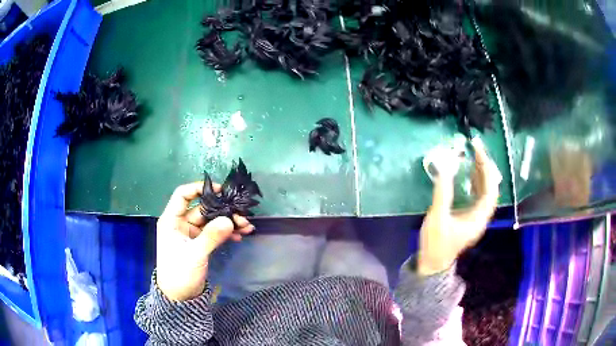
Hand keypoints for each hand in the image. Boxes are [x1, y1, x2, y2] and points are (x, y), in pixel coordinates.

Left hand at [156, 182, 254, 300]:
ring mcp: (192, 234)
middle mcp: (181, 223)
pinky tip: (240, 235)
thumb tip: (229, 220)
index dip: (199, 188)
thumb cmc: (180, 273)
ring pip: (211, 221)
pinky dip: (226, 233)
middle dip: (222, 211)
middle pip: (203, 209)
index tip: (220, 190)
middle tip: (242, 215)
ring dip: (228, 222)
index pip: (183, 195)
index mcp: (172, 220)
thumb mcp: (195, 254)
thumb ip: (211, 236)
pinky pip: (214, 233)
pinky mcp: (200, 243)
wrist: (180, 297)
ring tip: (247, 226)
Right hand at [418, 137, 501, 275]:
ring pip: (485, 190)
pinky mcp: (470, 216)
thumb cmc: (435, 244)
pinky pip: (478, 194)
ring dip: (481, 172)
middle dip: (485, 166)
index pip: (490, 188)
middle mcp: (482, 216)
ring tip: (474, 156)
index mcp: (478, 218)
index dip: (486, 168)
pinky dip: (476, 181)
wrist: (433, 263)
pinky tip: (469, 173)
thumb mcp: (437, 219)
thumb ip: (442, 194)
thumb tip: (444, 168)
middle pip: (491, 187)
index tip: (478, 151)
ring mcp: (477, 216)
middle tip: (476, 149)